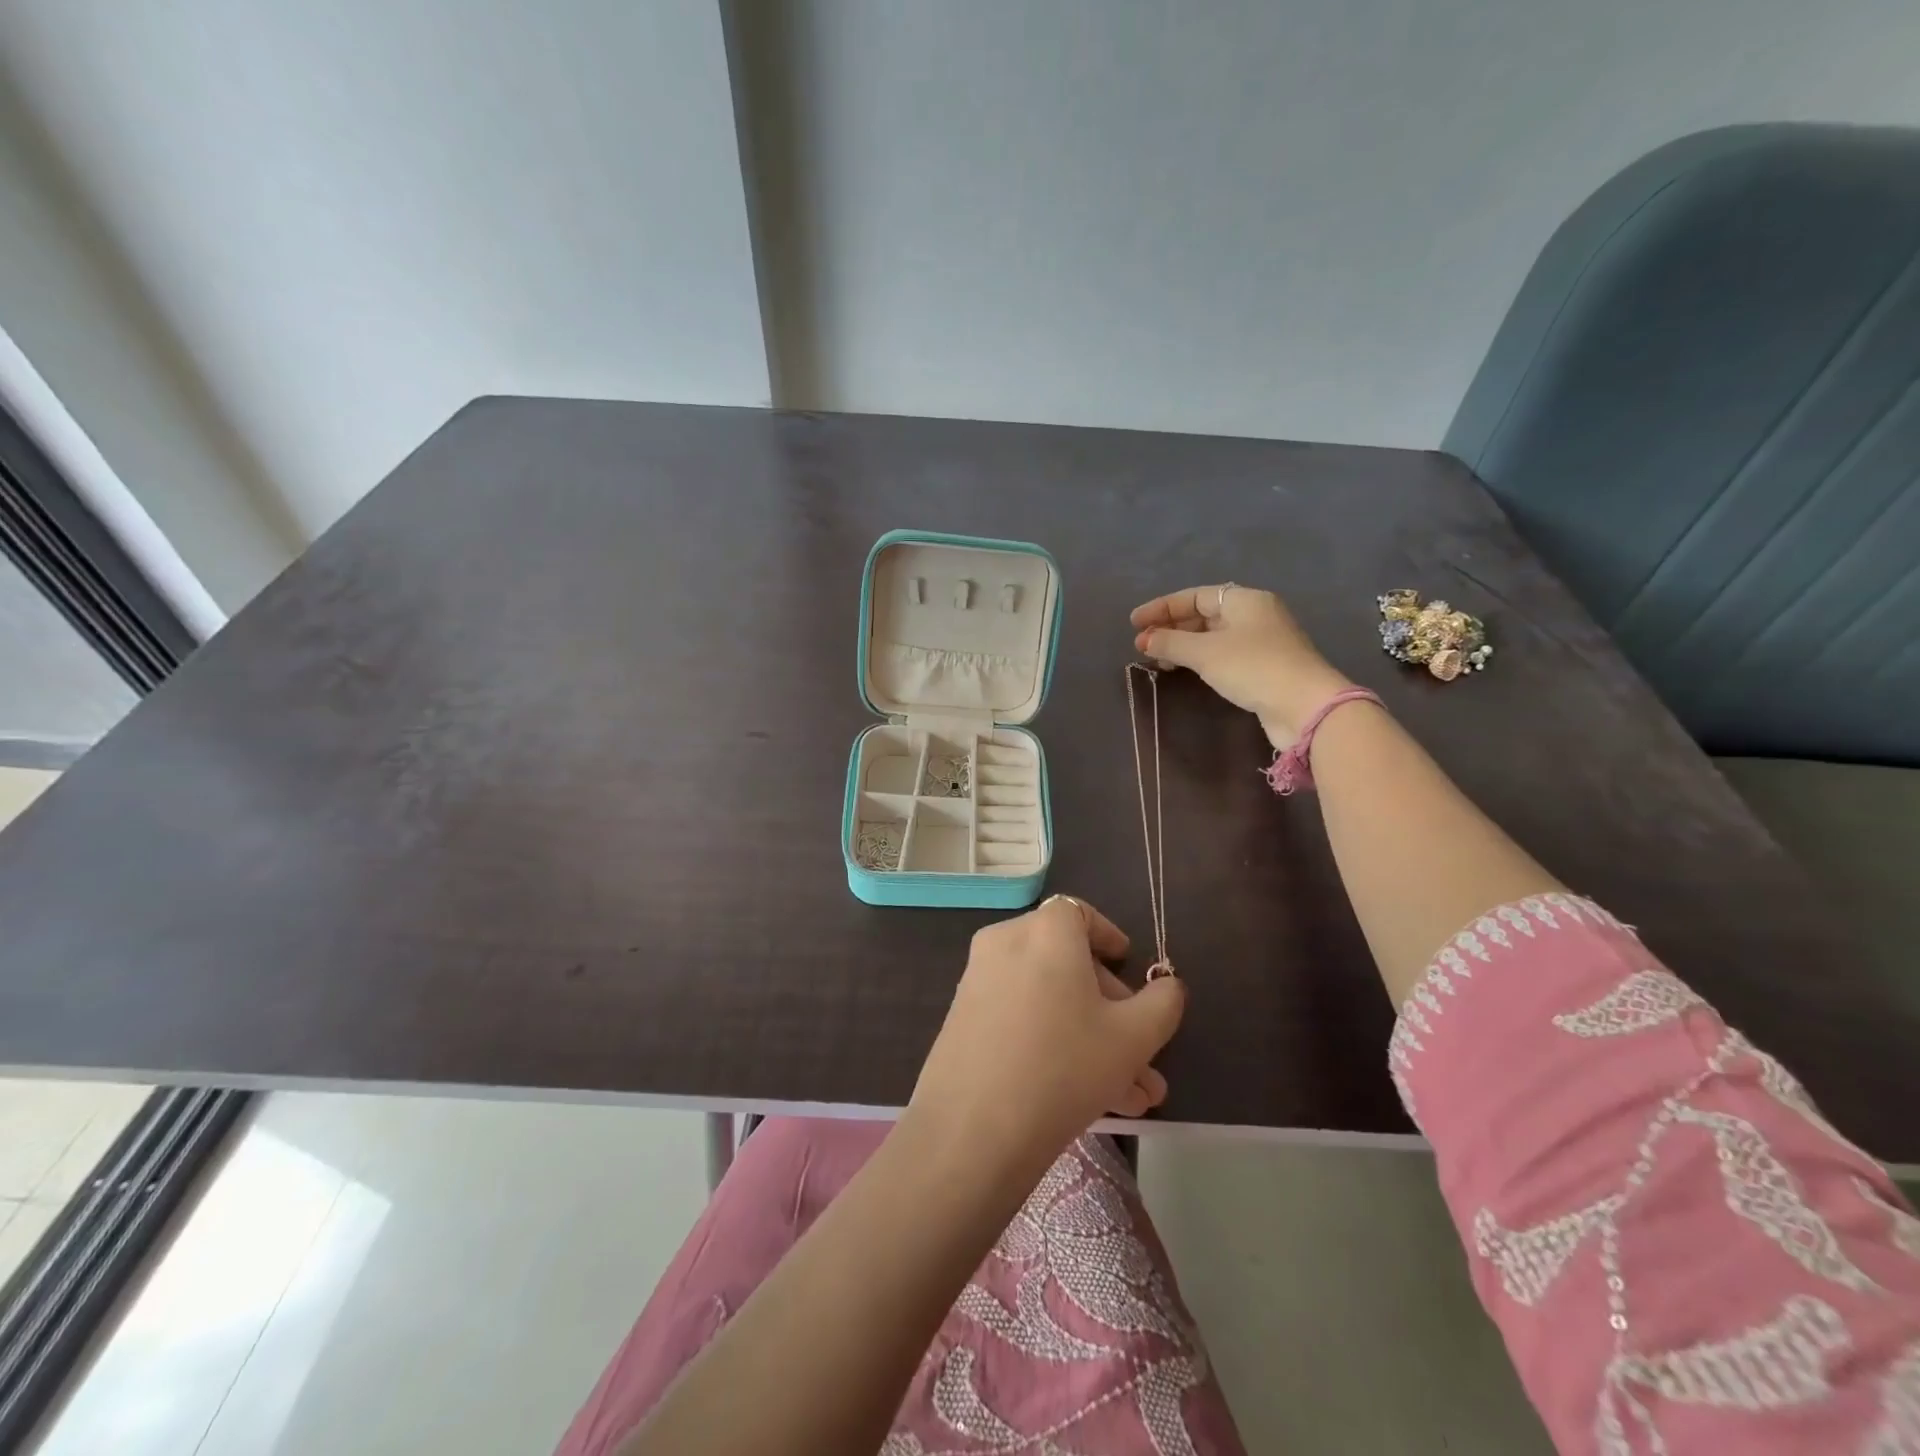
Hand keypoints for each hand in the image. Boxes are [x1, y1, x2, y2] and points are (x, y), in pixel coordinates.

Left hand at [908, 896, 1184, 1184]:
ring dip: (1091, 1041)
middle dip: (1112, 1012)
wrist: (972, 1129)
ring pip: (1048, 1001)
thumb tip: (1168, 986)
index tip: (1128, 968)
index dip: (1107, 937)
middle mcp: (1005, 943)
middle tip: (1142, 1058)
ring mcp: (978, 982)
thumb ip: (1162, 1003)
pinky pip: (1020, 1019)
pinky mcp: (963, 1020)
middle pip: (1067, 963)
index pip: (1078, 913)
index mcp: (1044, 931)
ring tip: (1131, 1100)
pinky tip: (1089, 1102)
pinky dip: (1053, 1044)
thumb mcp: (1133, 1037)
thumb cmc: (1064, 1066)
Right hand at [1131, 584, 1353, 747]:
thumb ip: (1171, 642)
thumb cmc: (1252, 667)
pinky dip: (1200, 659)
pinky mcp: (1264, 667)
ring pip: (1213, 636)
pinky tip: (1185, 670)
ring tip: (1158, 660)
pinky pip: (1222, 654)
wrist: (1304, 706)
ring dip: (1183, 645)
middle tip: (1143, 644)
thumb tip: (1144, 640)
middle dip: (1171, 628)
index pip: (1195, 596)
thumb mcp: (1205, 652)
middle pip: (1204, 614)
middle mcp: (1255, 615)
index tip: (1134, 623)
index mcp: (1245, 600)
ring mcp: (1262, 642)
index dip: (1162, 607)